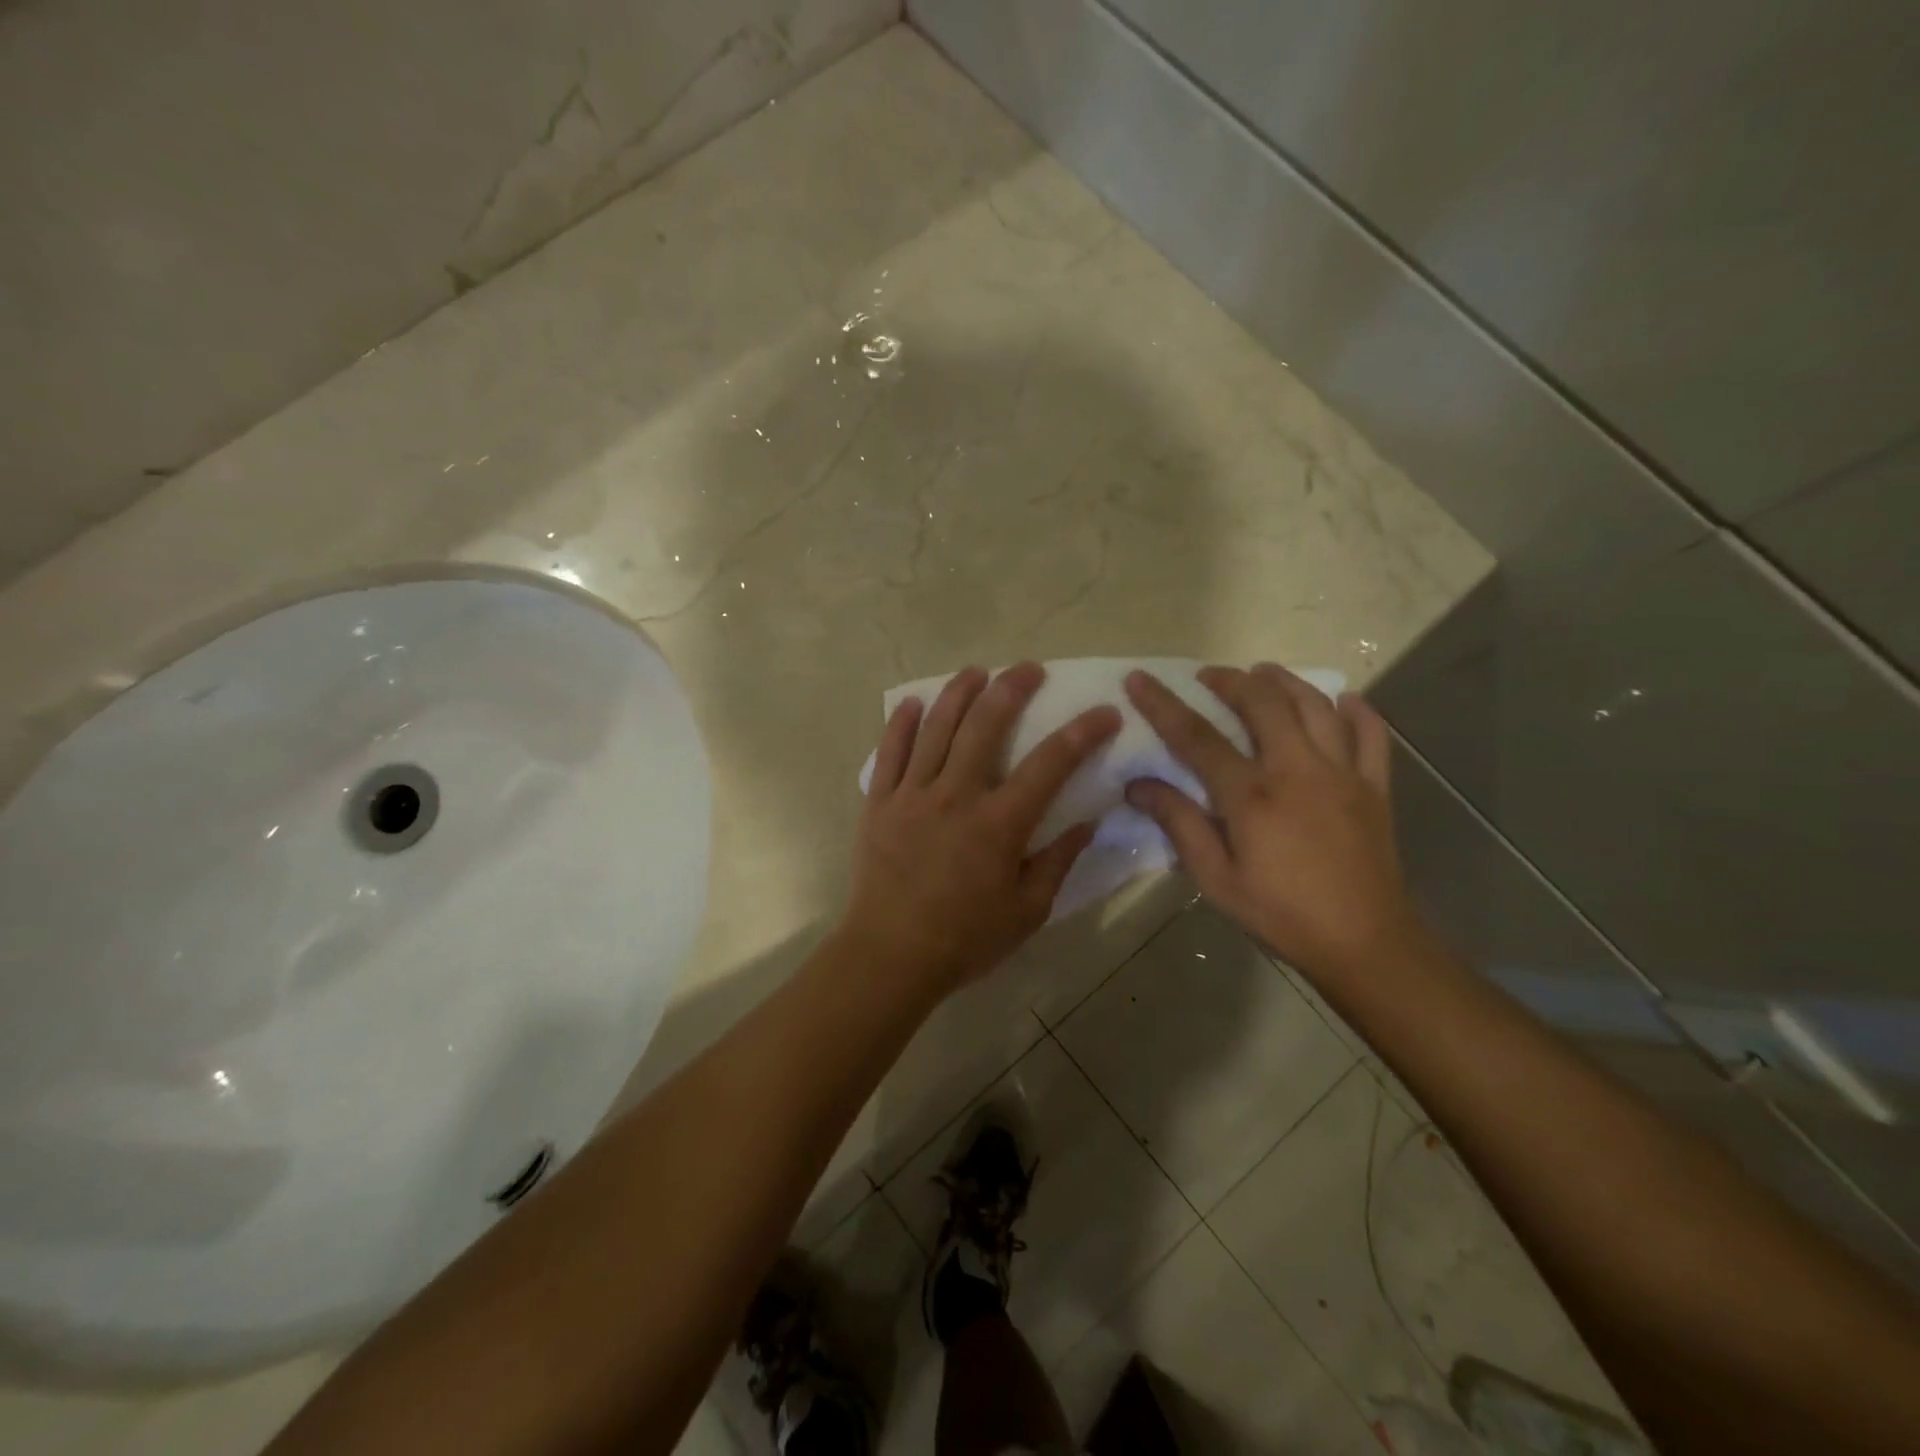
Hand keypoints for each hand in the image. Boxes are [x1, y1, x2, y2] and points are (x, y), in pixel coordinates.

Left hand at [841, 662, 1121, 997]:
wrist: (890, 955)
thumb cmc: (965, 939)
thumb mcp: (1027, 911)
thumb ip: (1057, 862)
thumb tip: (1087, 822)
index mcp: (998, 824)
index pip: (1050, 765)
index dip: (1082, 733)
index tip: (1105, 712)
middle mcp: (956, 796)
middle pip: (986, 727)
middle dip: (1012, 689)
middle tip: (1029, 669)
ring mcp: (912, 795)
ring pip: (937, 729)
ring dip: (958, 693)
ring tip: (976, 671)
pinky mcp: (880, 803)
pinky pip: (889, 753)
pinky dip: (901, 724)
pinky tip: (913, 703)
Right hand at [1123, 664, 1422, 980]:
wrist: (1366, 944)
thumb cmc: (1282, 915)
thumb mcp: (1216, 879)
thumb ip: (1180, 825)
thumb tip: (1138, 786)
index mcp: (1251, 795)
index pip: (1196, 737)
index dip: (1163, 704)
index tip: (1139, 679)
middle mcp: (1297, 770)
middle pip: (1262, 703)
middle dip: (1230, 680)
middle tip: (1208, 675)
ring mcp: (1343, 774)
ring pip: (1315, 706)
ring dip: (1285, 682)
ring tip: (1263, 672)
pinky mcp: (1375, 787)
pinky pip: (1371, 735)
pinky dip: (1358, 711)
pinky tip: (1344, 700)